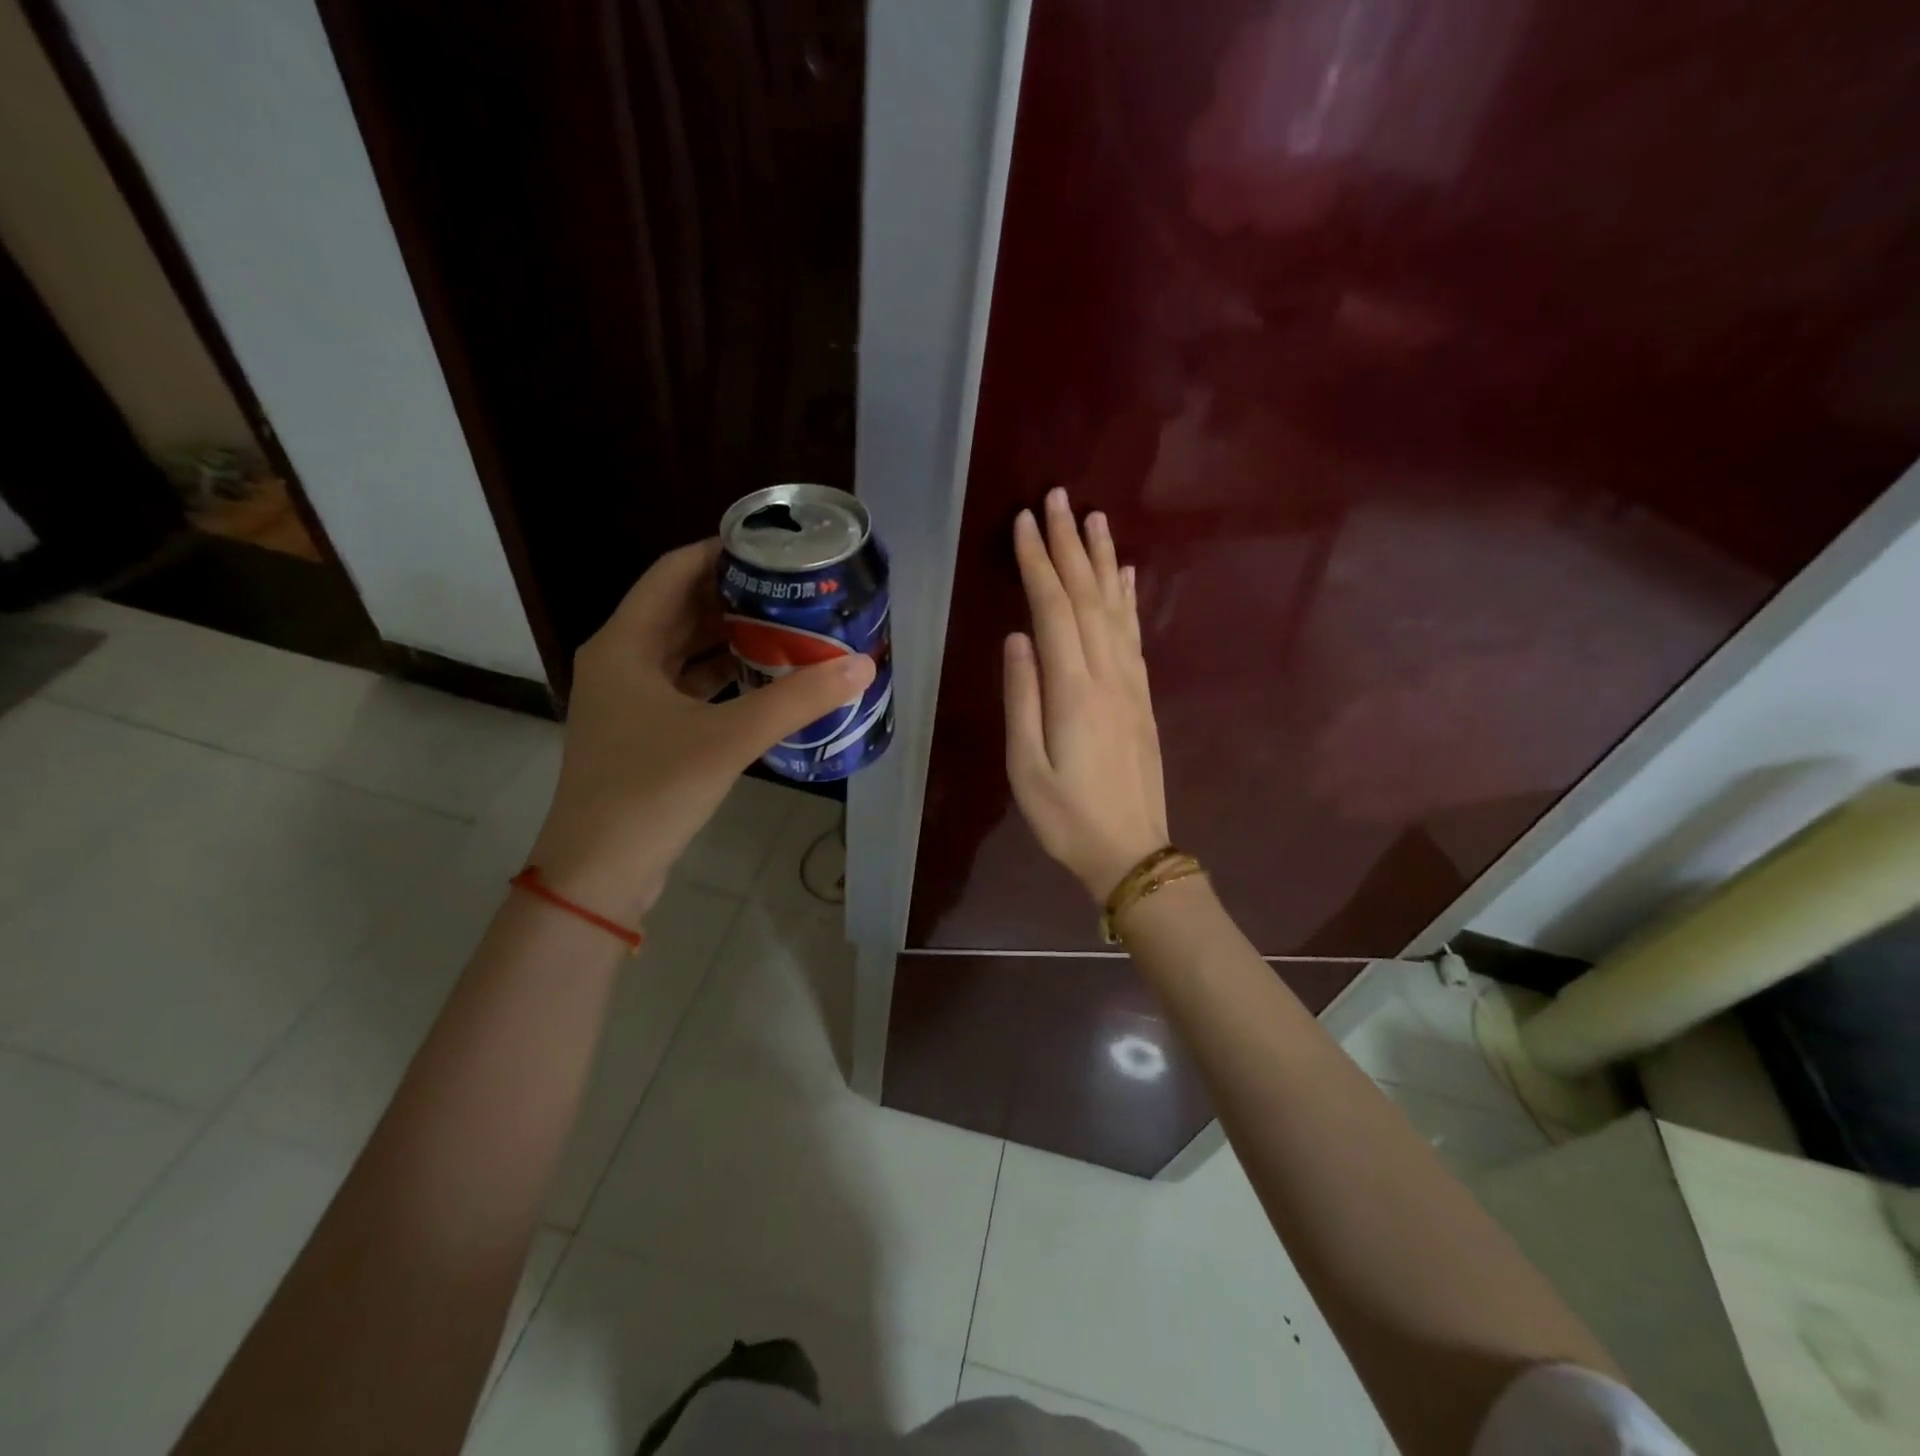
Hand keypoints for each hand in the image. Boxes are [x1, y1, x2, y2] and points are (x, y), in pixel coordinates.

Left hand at [530, 539, 875, 924]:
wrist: (599, 872)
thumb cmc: (651, 792)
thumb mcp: (728, 739)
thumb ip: (796, 700)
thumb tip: (860, 665)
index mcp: (625, 644)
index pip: (674, 572)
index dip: (720, 551)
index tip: (773, 548)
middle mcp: (622, 660)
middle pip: (682, 608)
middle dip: (736, 595)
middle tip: (795, 590)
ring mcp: (630, 699)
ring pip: (686, 649)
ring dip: (732, 637)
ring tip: (790, 626)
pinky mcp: (645, 731)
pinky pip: (689, 685)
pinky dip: (724, 675)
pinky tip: (766, 678)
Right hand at [1004, 487, 1169, 899]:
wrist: (1132, 851)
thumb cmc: (1067, 817)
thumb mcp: (1027, 767)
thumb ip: (1022, 698)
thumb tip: (1017, 638)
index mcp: (1073, 690)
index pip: (1054, 609)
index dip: (1039, 563)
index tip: (1025, 521)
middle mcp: (1108, 675)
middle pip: (1088, 597)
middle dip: (1070, 545)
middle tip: (1059, 498)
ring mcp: (1131, 684)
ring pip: (1116, 608)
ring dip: (1104, 560)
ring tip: (1095, 519)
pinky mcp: (1142, 697)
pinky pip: (1134, 635)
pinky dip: (1128, 599)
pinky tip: (1126, 576)